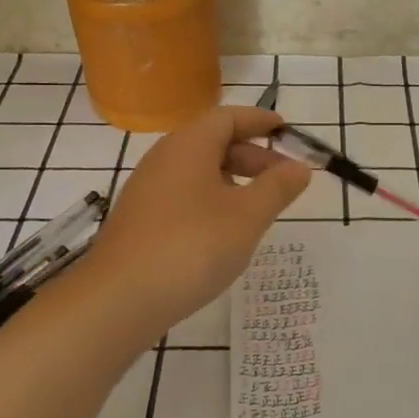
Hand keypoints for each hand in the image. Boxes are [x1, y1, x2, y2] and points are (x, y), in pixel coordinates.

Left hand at [84, 106, 310, 336]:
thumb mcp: (247, 216)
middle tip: (283, 180)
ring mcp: (147, 190)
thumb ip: (277, 188)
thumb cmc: (192, 247)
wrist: (119, 300)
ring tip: (258, 208)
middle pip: (213, 143)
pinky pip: (183, 195)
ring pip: (198, 171)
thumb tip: (300, 167)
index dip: (259, 120)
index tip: (285, 130)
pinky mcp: (140, 220)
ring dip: (233, 181)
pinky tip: (224, 231)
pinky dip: (211, 200)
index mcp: (189, 146)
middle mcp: (164, 159)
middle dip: (252, 156)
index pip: (228, 117)